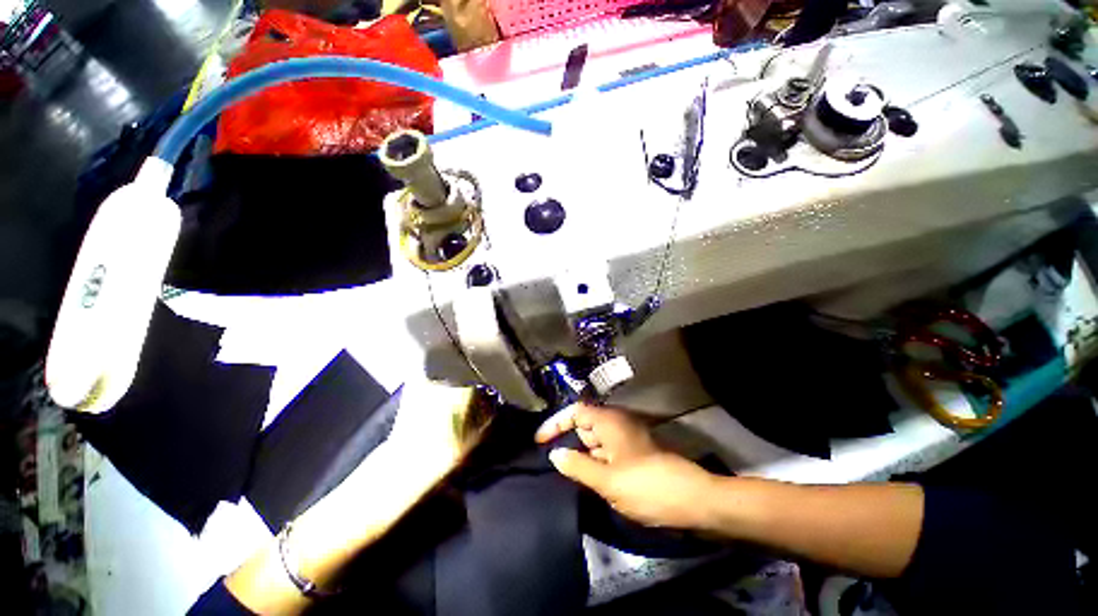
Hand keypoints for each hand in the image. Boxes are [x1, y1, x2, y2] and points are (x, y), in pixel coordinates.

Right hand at [535, 404, 717, 529]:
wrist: (693, 500)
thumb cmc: (647, 486)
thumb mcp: (607, 480)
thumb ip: (577, 466)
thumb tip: (555, 454)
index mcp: (609, 421)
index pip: (575, 411)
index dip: (556, 423)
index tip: (539, 441)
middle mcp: (617, 424)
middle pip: (584, 424)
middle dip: (568, 439)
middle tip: (552, 461)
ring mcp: (626, 438)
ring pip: (595, 440)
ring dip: (581, 454)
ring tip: (566, 472)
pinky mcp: (633, 453)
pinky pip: (606, 452)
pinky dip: (595, 462)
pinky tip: (589, 478)